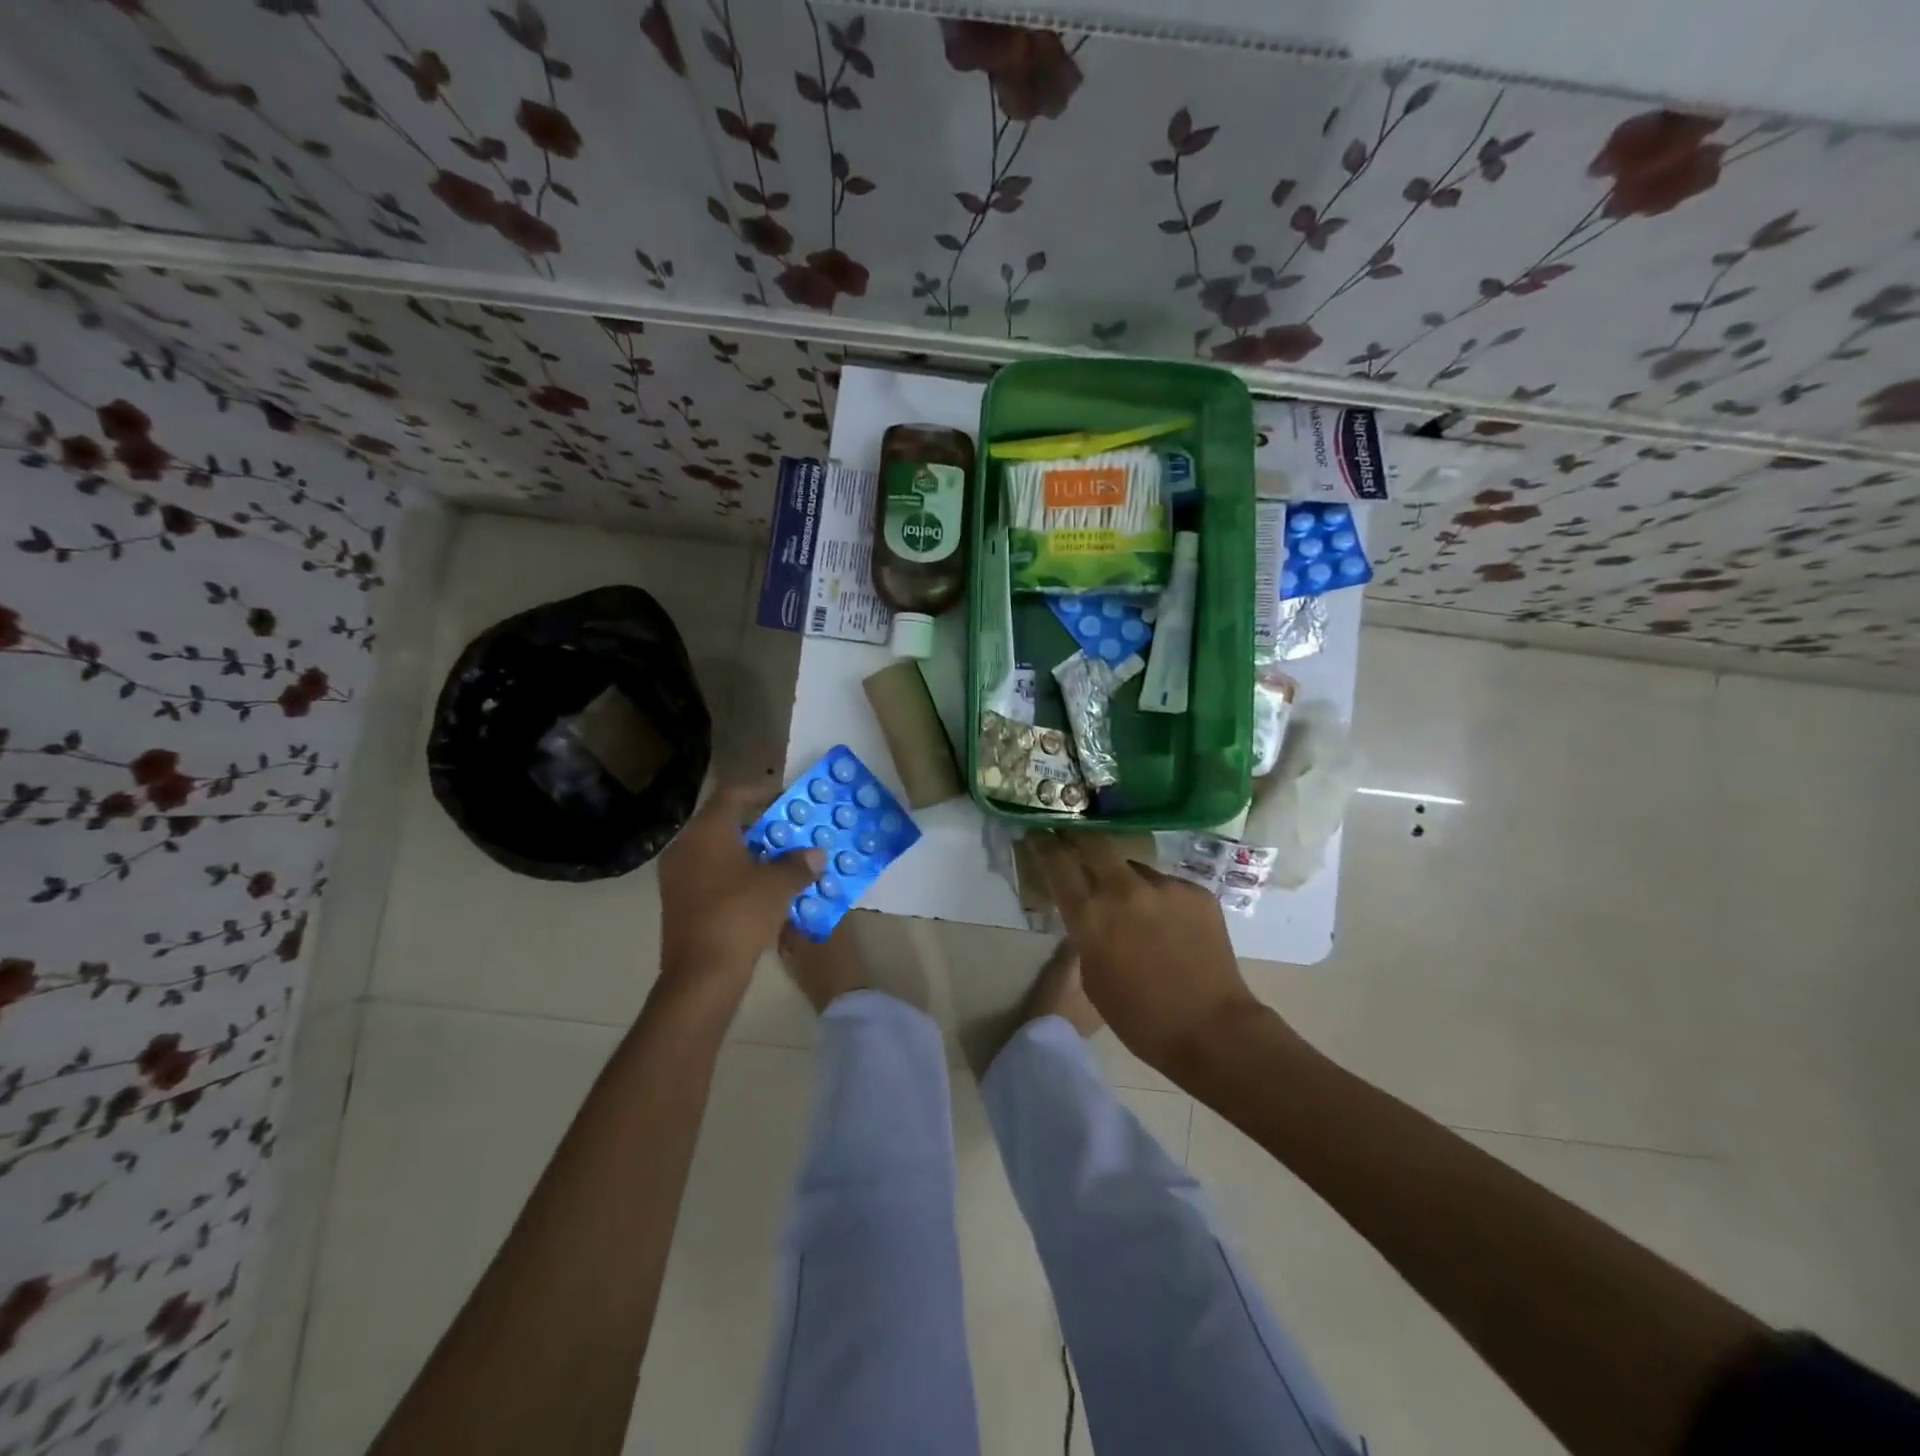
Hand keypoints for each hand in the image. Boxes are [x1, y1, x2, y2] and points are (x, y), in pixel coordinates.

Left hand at [657, 785, 822, 996]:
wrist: (701, 974)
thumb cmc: (740, 915)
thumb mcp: (778, 886)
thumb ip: (798, 864)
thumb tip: (815, 854)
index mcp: (706, 832)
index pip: (732, 794)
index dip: (760, 791)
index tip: (785, 798)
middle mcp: (686, 846)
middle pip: (723, 821)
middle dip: (757, 825)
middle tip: (787, 831)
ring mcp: (678, 875)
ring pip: (716, 850)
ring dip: (747, 851)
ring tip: (778, 859)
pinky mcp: (678, 901)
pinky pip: (709, 873)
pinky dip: (734, 873)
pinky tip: (759, 887)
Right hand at [1030, 833, 1273, 1076]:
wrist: (1211, 1030)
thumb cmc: (1139, 1018)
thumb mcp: (1092, 976)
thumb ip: (1086, 933)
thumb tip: (1090, 911)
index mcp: (1090, 915)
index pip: (1057, 862)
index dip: (1043, 844)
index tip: (1038, 834)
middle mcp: (1124, 890)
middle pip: (1094, 843)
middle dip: (1080, 838)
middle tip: (1076, 842)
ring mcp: (1164, 886)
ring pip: (1134, 866)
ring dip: (1125, 878)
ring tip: (1135, 904)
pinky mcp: (1196, 891)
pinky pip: (1167, 885)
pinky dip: (1160, 899)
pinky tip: (1169, 925)